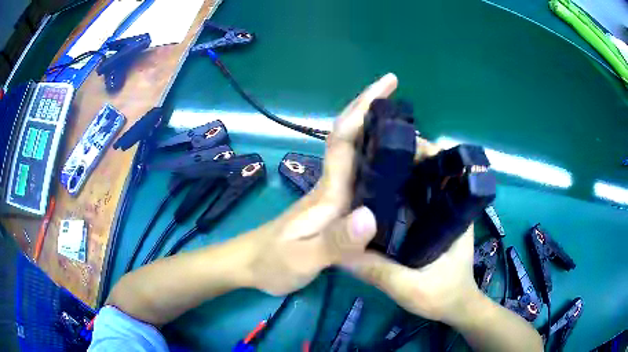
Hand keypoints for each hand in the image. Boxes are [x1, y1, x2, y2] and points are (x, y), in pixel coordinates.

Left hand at [243, 73, 397, 295]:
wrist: (247, 265)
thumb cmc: (271, 262)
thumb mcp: (302, 258)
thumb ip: (335, 242)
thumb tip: (372, 216)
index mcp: (328, 190)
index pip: (345, 137)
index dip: (365, 106)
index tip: (388, 83)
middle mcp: (331, 185)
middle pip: (351, 137)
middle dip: (373, 110)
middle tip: (402, 99)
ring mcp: (330, 195)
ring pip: (355, 154)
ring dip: (376, 133)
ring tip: (406, 128)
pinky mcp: (331, 208)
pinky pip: (358, 175)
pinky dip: (373, 160)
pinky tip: (389, 167)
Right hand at [340, 136, 480, 323]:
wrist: (456, 308)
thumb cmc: (444, 296)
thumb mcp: (411, 288)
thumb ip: (381, 272)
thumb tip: (342, 253)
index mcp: (452, 212)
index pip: (441, 166)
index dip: (418, 150)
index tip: (389, 144)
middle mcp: (445, 205)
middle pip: (424, 170)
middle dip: (398, 159)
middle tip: (366, 156)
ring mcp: (435, 215)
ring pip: (414, 186)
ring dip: (393, 176)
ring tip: (363, 171)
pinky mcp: (425, 225)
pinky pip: (408, 204)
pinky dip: (391, 198)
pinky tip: (369, 201)